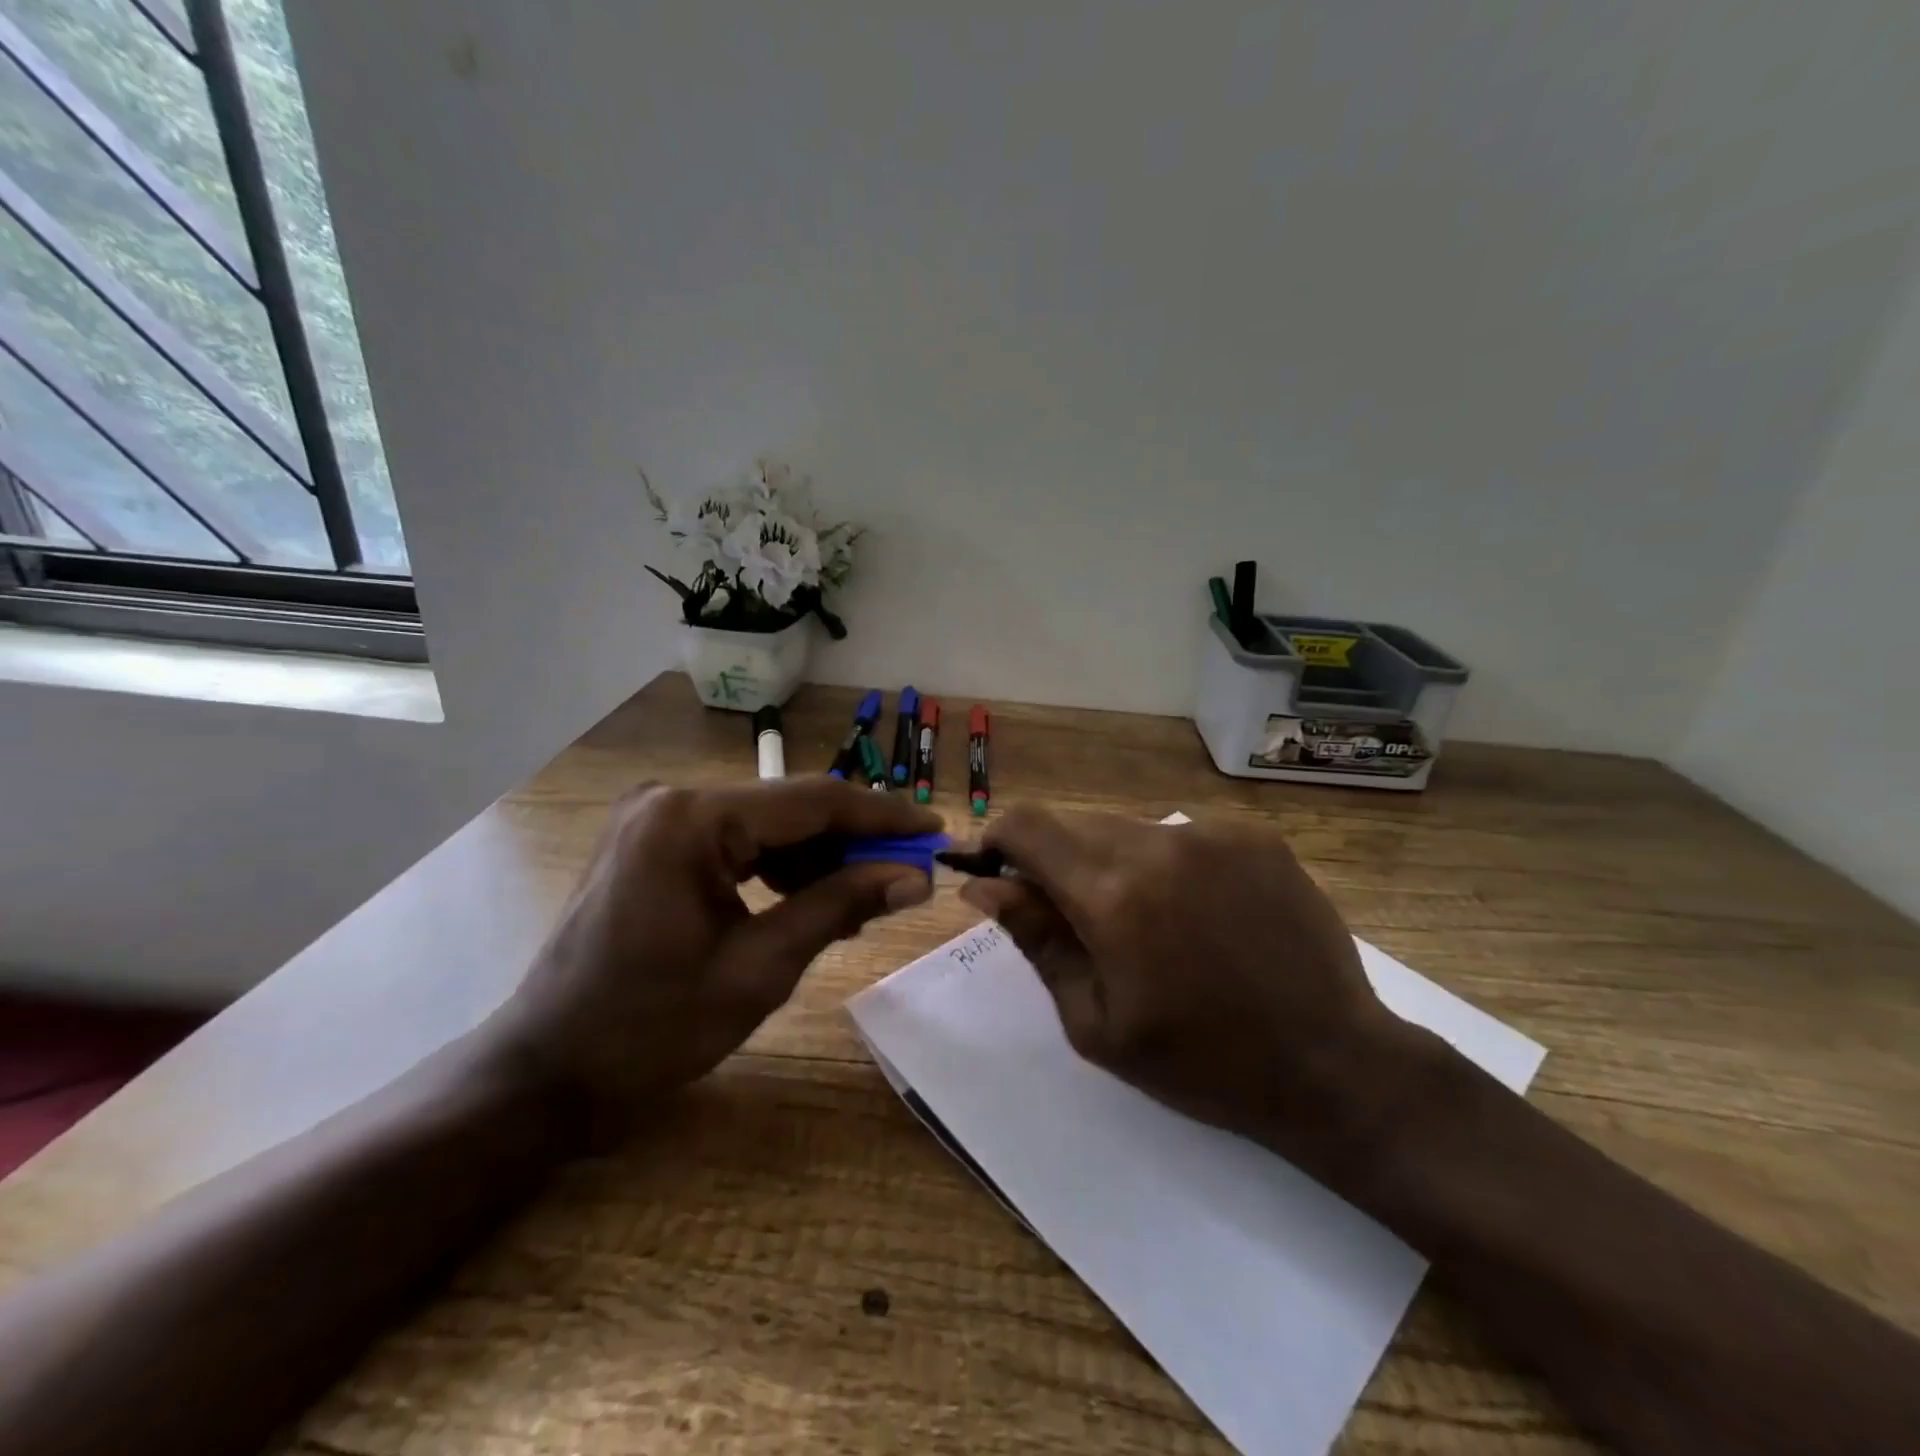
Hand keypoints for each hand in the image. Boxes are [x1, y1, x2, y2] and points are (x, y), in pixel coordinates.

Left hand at [496, 779, 939, 1128]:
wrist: (545, 1070)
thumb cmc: (650, 1030)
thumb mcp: (759, 970)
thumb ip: (839, 907)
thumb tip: (914, 878)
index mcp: (691, 820)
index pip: (812, 802)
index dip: (882, 817)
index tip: (935, 830)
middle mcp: (673, 798)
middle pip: (790, 808)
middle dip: (853, 841)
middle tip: (909, 873)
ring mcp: (658, 817)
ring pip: (767, 824)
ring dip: (819, 856)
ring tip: (867, 896)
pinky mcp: (654, 839)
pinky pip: (737, 840)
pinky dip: (780, 866)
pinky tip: (812, 897)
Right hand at [959, 808, 1437, 1185]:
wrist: (1333, 1065)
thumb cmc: (1202, 1062)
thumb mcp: (1096, 1021)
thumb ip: (1036, 941)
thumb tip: (983, 885)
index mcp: (1113, 894)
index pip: (1027, 825)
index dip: (1000, 842)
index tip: (1000, 877)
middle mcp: (1161, 843)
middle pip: (1076, 824)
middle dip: (1058, 861)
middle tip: (1079, 922)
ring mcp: (1215, 833)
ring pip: (1129, 828)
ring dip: (1114, 863)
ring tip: (1149, 925)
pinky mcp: (1255, 836)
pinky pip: (1183, 835)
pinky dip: (1169, 864)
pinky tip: (1199, 914)